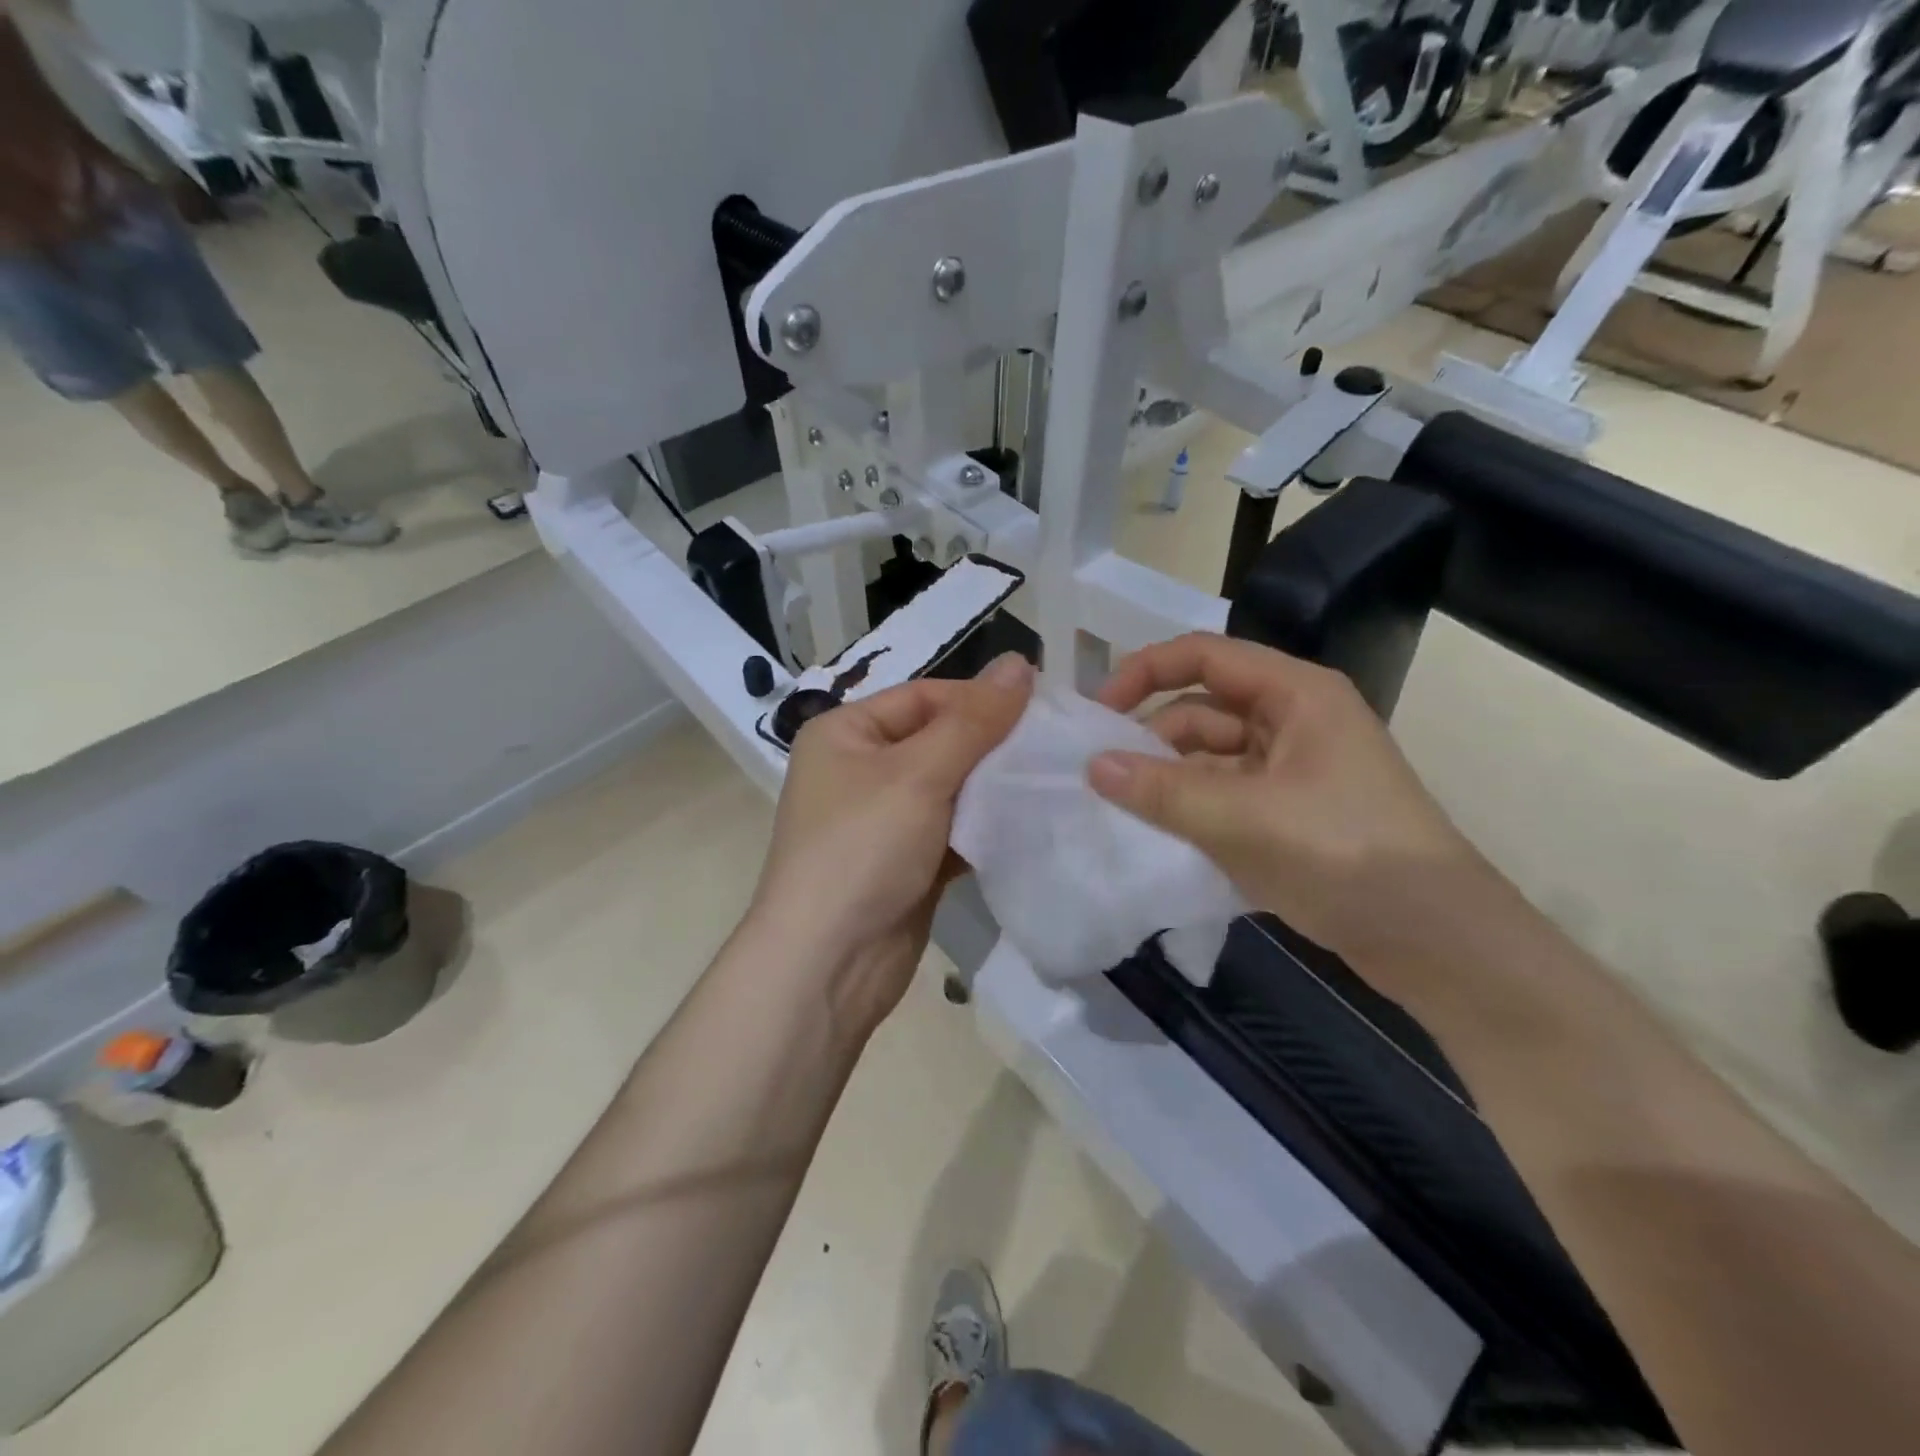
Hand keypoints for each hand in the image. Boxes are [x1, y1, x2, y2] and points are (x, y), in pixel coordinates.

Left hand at [749, 652, 1033, 1034]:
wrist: (828, 964)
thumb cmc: (863, 849)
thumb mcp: (918, 774)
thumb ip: (973, 720)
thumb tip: (1020, 662)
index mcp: (846, 732)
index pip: (924, 696)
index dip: (980, 699)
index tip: (1041, 708)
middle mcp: (860, 769)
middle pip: (939, 740)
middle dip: (993, 745)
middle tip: (1055, 746)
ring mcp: (883, 819)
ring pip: (951, 787)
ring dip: (994, 787)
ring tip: (1053, 780)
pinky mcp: (907, 861)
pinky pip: (953, 829)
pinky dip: (986, 826)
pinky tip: (1030, 823)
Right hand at [1088, 633, 1483, 964]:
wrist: (1435, 940)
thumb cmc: (1344, 855)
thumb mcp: (1244, 819)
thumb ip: (1162, 790)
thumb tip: (1093, 765)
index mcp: (1295, 694)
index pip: (1204, 657)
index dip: (1144, 673)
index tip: (1097, 712)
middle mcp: (1293, 720)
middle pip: (1202, 709)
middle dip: (1151, 739)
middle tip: (1100, 777)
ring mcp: (1293, 770)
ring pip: (1209, 758)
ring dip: (1167, 780)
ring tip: (1122, 812)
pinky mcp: (1290, 813)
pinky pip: (1224, 796)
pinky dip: (1191, 810)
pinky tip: (1158, 836)